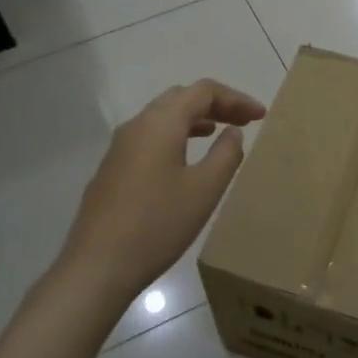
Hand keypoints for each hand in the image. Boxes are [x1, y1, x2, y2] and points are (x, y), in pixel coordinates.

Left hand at [61, 79, 266, 300]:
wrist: (97, 266)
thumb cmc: (158, 224)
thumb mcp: (204, 189)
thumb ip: (226, 154)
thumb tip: (233, 131)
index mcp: (161, 123)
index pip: (203, 91)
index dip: (235, 98)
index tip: (260, 115)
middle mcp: (137, 125)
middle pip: (180, 98)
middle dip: (215, 104)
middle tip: (244, 121)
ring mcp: (120, 147)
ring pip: (162, 117)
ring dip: (194, 119)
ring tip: (220, 133)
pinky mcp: (112, 169)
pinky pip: (150, 137)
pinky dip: (176, 135)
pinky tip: (185, 159)